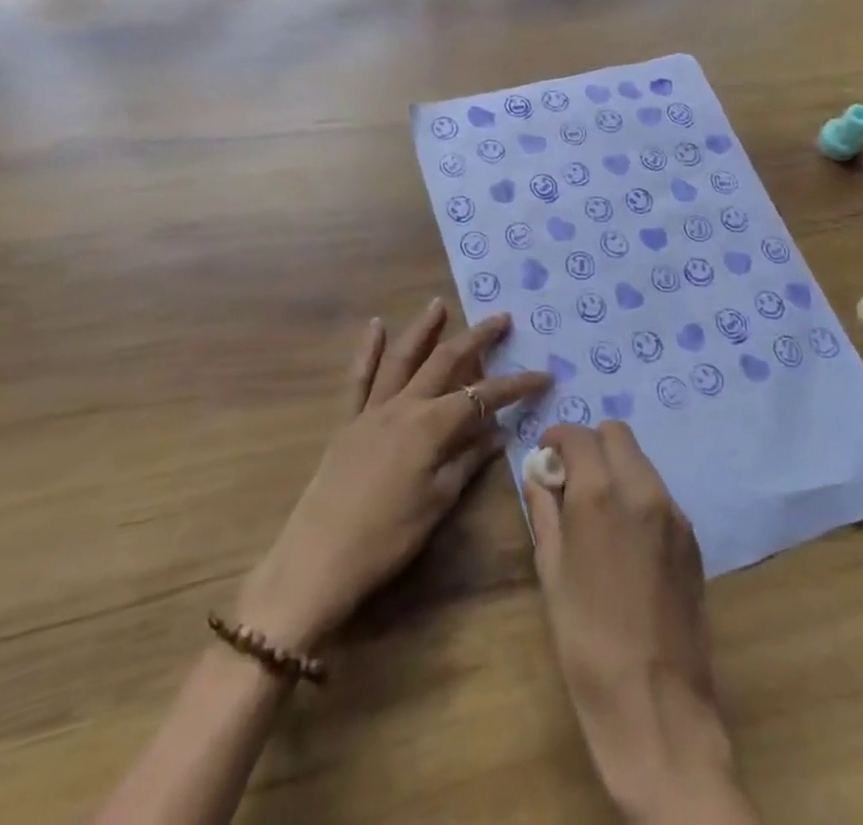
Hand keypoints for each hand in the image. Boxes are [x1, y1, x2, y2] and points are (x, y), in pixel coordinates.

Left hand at [235, 299, 548, 653]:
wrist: (319, 558)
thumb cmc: (387, 538)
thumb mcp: (438, 503)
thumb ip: (468, 461)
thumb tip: (499, 432)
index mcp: (430, 426)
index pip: (482, 397)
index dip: (515, 386)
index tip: (543, 375)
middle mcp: (403, 405)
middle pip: (444, 362)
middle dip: (476, 339)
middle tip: (500, 318)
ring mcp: (372, 409)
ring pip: (402, 358)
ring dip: (423, 329)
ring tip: (438, 304)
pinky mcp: (348, 420)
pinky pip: (359, 377)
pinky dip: (367, 349)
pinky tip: (375, 326)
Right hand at [526, 423, 756, 824]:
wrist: (657, 708)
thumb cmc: (587, 641)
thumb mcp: (551, 572)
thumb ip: (544, 511)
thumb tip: (539, 476)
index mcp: (600, 494)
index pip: (579, 435)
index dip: (557, 438)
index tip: (546, 457)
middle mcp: (642, 491)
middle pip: (617, 434)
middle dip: (590, 444)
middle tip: (572, 479)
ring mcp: (674, 514)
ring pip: (641, 461)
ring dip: (616, 467)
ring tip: (598, 510)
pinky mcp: (692, 540)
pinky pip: (659, 494)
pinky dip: (638, 495)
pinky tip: (626, 538)